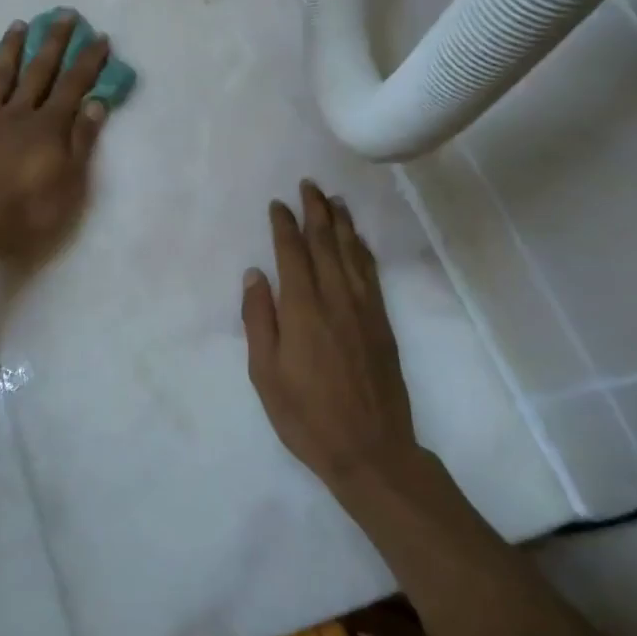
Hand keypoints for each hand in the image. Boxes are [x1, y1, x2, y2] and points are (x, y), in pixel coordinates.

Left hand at [0, 13, 110, 255]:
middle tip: (63, 14)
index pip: (74, 85)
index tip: (99, 36)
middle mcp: (19, 112)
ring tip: (19, 24)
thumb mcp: (69, 181)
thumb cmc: (26, 208)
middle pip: (39, 71)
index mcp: (49, 126)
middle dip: (54, 42)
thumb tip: (97, 102)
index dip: (88, 61)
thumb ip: (82, 140)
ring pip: (1, 75)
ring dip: (11, 48)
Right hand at [241, 181, 418, 487]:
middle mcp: (335, 300)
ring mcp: (363, 310)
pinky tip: (358, 241)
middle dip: (316, 212)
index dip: (284, 226)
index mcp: (301, 310)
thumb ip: (259, 319)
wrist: (370, 450)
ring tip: (334, 201)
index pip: (292, 254)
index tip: (278, 204)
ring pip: (352, 254)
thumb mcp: (265, 373)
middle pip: (325, 245)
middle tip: (310, 185)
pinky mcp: (382, 324)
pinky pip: (371, 275)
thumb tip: (255, 274)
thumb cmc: (306, 415)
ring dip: (342, 224)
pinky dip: (363, 251)